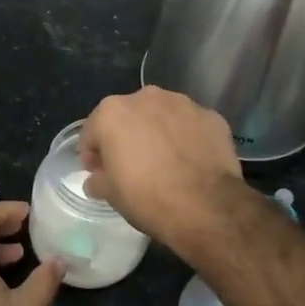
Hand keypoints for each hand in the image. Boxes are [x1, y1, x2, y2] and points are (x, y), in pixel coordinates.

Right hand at [79, 87, 243, 247]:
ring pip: (161, 116)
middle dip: (126, 137)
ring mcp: (183, 104)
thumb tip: (97, 179)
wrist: (205, 207)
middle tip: (132, 166)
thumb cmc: (146, 197)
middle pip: (128, 117)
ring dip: (158, 133)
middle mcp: (146, 98)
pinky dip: (186, 138)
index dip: (93, 154)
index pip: (92, 131)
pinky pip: (190, 126)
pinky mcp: (212, 117)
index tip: (99, 173)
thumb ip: (97, 180)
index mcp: (113, 112)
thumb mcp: (110, 194)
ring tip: (164, 162)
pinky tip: (190, 162)